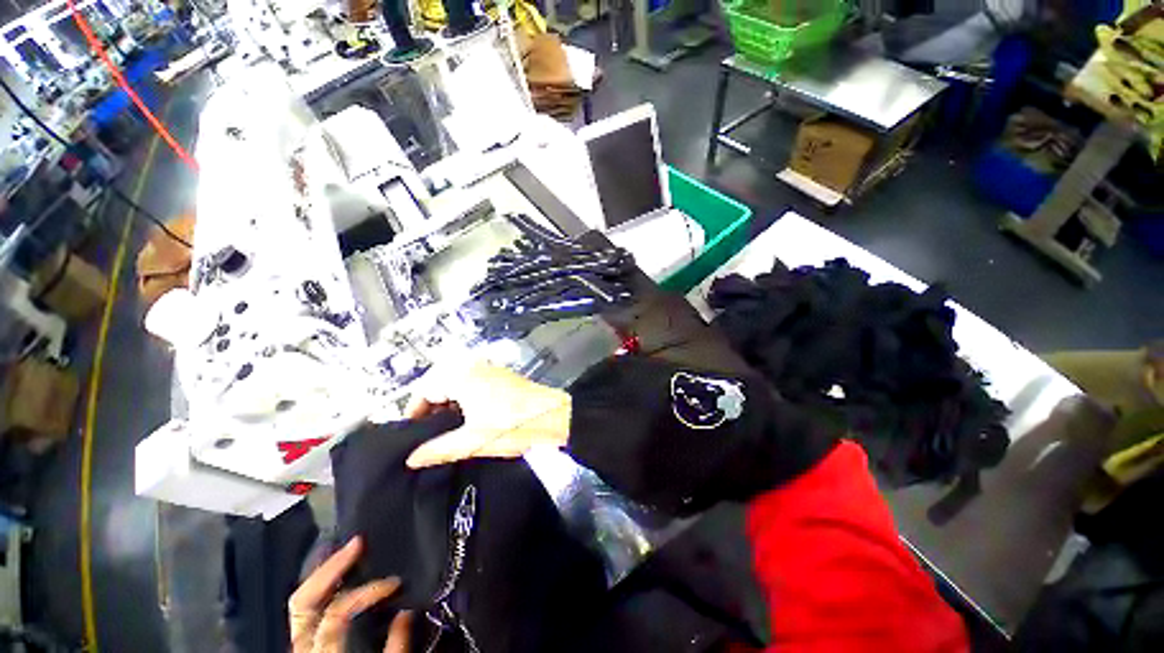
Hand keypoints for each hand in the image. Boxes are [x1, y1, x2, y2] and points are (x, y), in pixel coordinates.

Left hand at [289, 537, 411, 652]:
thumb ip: (395, 650)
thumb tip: (407, 612)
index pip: (337, 615)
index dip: (367, 592)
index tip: (395, 583)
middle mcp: (302, 649)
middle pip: (303, 602)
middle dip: (331, 567)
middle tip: (359, 542)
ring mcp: (297, 647)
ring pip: (299, 603)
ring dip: (324, 572)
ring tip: (348, 550)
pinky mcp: (302, 646)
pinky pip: (305, 611)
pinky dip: (321, 588)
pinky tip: (337, 573)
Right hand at [404, 362, 571, 467]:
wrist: (555, 416)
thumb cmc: (513, 426)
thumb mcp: (473, 441)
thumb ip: (439, 449)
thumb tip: (411, 459)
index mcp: (462, 377)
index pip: (425, 388)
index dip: (415, 410)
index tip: (412, 433)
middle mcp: (475, 367)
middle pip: (441, 382)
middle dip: (432, 406)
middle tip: (430, 433)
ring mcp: (491, 369)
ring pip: (458, 382)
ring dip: (449, 402)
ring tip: (449, 429)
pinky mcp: (503, 376)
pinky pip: (474, 382)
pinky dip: (466, 397)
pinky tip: (471, 418)